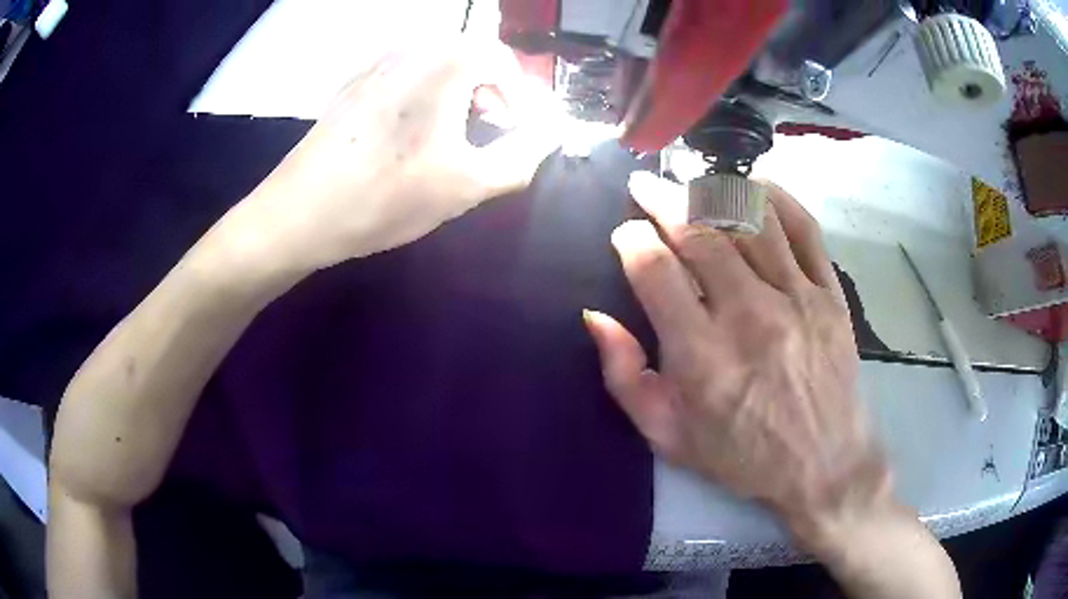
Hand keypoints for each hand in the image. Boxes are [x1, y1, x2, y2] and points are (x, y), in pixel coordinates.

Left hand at [224, 39, 560, 270]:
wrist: (298, 213)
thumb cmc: (386, 196)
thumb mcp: (467, 184)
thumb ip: (521, 155)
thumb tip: (552, 132)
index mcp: (442, 62)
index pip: (502, 58)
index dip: (521, 93)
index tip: (519, 128)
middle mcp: (409, 50)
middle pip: (468, 54)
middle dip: (490, 88)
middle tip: (492, 127)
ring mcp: (373, 65)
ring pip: (434, 62)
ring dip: (457, 89)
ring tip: (454, 132)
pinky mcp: (350, 85)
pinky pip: (403, 74)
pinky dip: (423, 93)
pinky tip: (409, 133)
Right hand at [584, 172, 892, 541]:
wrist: (824, 465)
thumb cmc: (743, 456)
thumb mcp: (667, 436)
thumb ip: (625, 376)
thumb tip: (595, 316)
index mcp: (702, 356)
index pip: (655, 270)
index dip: (631, 239)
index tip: (624, 233)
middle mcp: (749, 316)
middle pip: (700, 233)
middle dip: (662, 200)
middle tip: (645, 185)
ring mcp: (797, 299)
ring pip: (750, 220)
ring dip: (713, 191)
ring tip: (690, 181)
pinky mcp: (830, 294)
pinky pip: (804, 229)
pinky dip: (777, 198)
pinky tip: (753, 184)